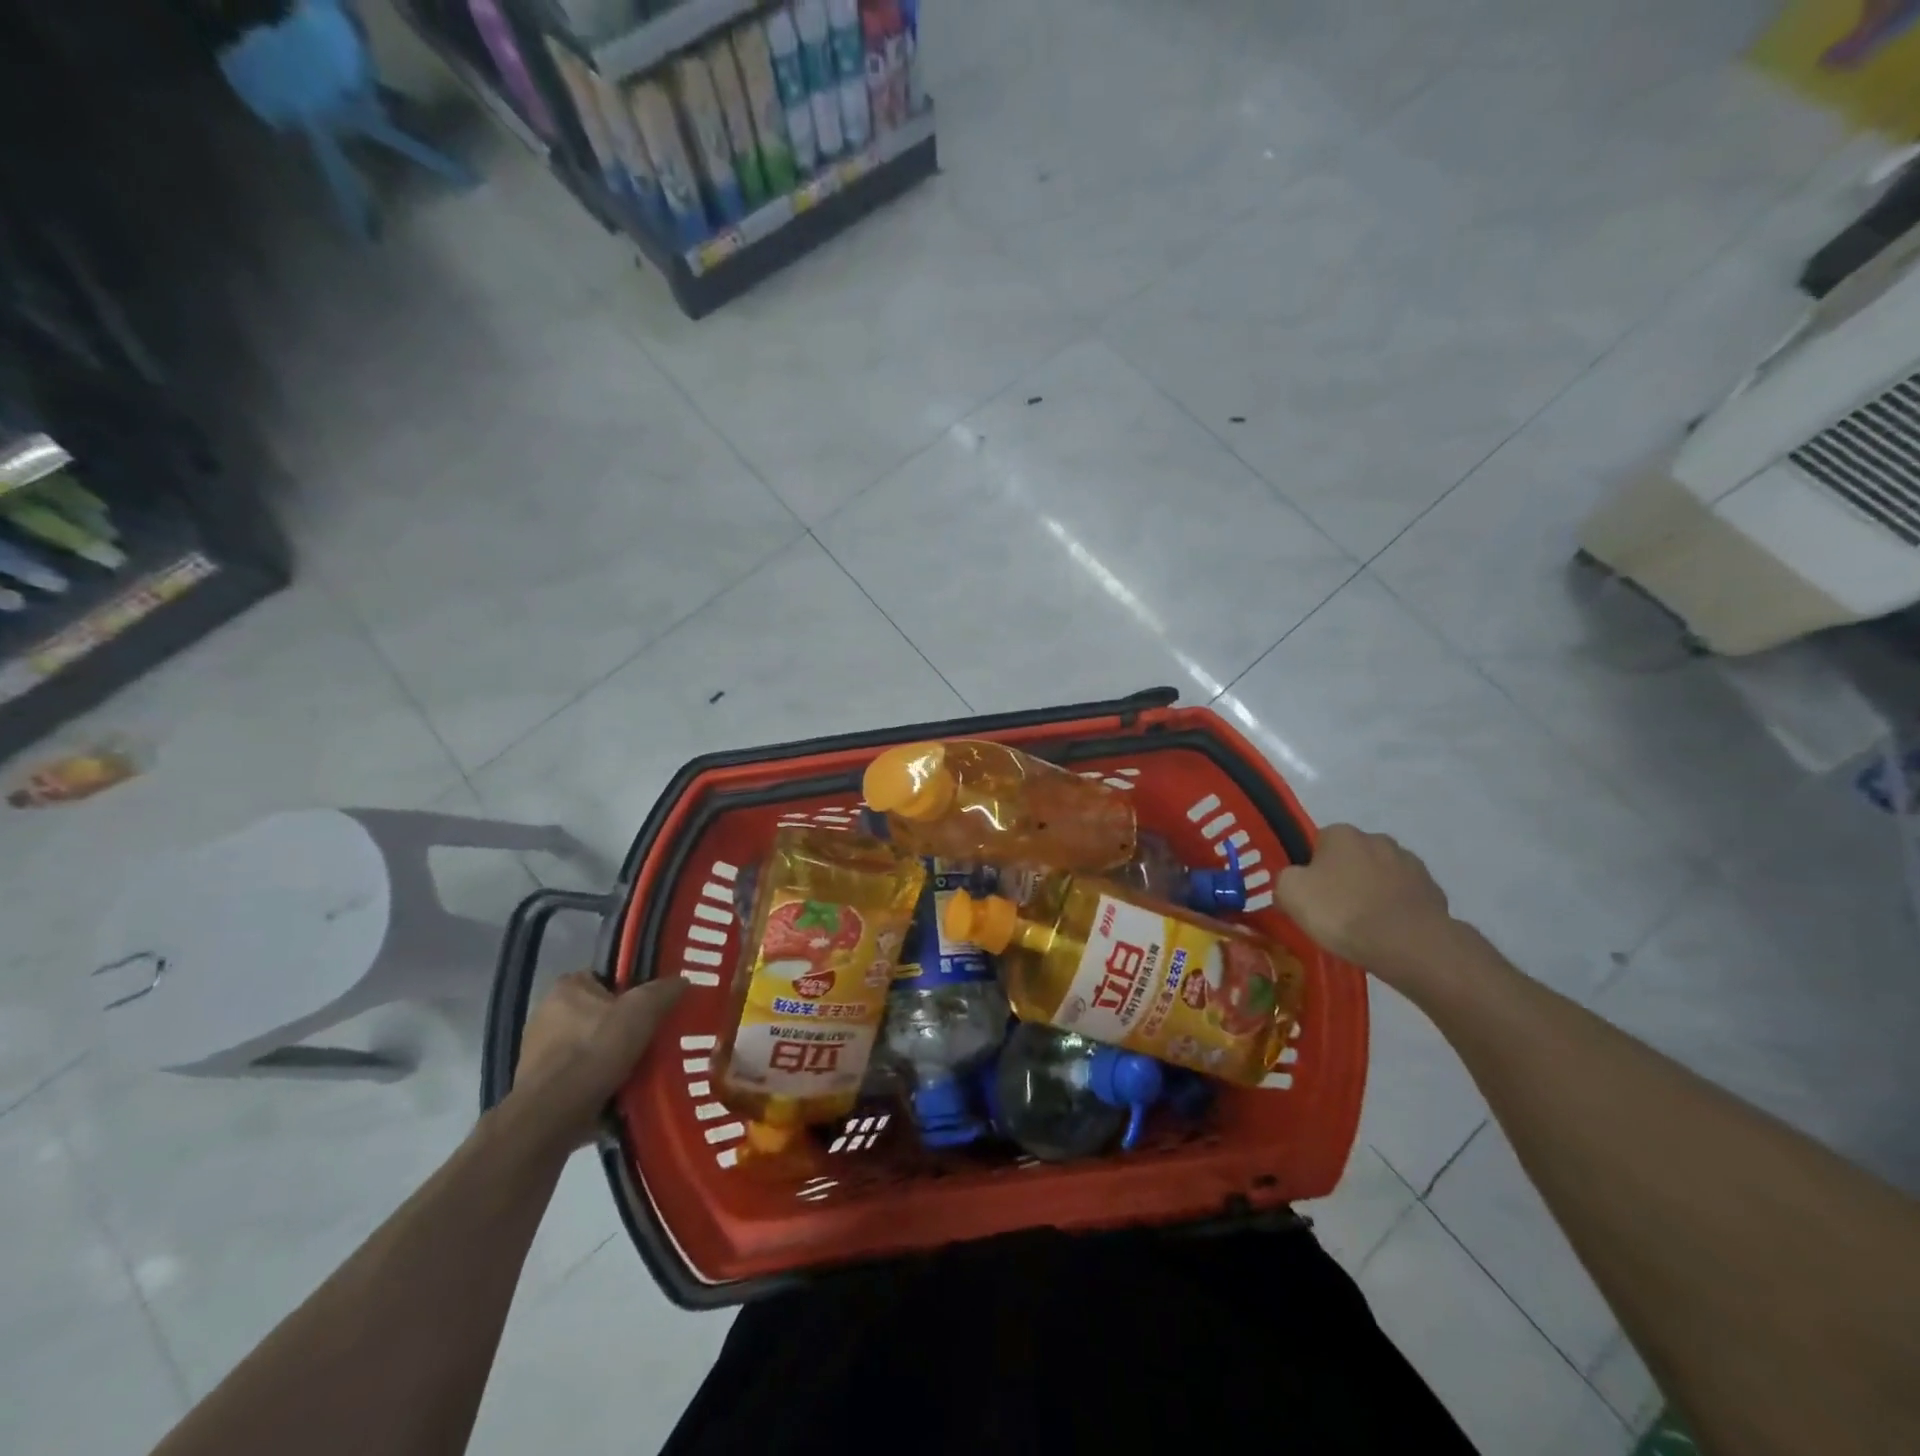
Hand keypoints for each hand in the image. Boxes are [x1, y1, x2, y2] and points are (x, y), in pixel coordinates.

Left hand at [507, 972, 684, 1150]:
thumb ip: (664, 991)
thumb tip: (681, 981)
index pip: (606, 978)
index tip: (652, 1009)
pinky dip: (598, 1082)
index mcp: (567, 988)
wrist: (554, 1115)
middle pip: (599, 1015)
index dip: (632, 991)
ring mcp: (539, 1053)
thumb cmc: (596, 1049)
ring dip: (611, 1058)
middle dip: (622, 1028)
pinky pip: (579, 1077)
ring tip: (642, 1070)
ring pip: (590, 1048)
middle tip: (651, 1040)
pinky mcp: (540, 1087)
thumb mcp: (643, 1010)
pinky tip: (621, 1093)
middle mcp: (546, 1014)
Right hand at [1275, 824, 1452, 976]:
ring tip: (1365, 926)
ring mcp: (1411, 864)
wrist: (1409, 945)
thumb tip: (1295, 881)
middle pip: (1352, 858)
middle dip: (1345, 878)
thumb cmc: (1342, 912)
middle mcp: (1378, 839)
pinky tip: (1389, 933)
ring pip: (1381, 876)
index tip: (1311, 896)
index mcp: (1342, 834)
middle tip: (1336, 911)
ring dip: (1373, 892)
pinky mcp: (1434, 891)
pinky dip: (1396, 910)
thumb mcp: (1290, 893)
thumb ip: (1285, 879)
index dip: (1312, 870)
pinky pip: (1405, 897)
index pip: (1318, 844)